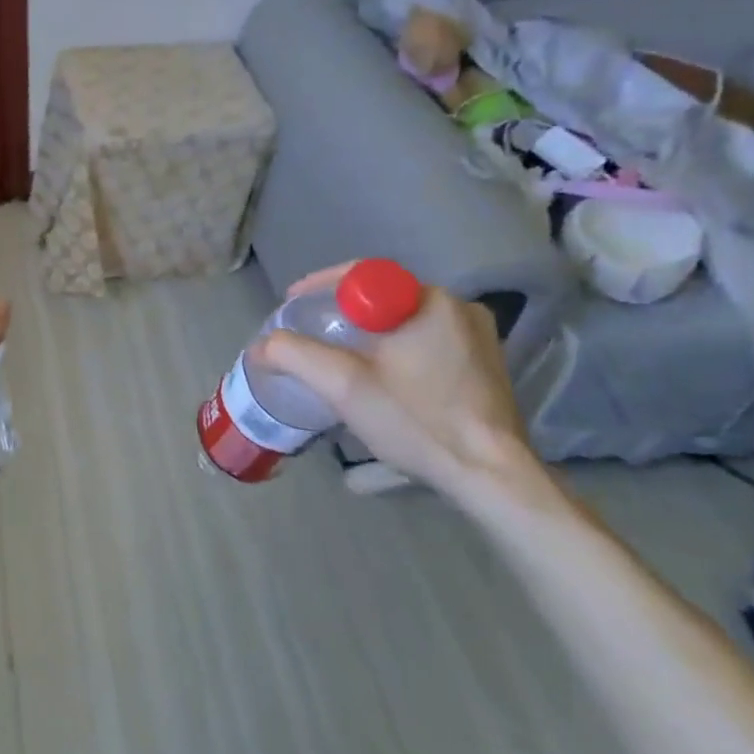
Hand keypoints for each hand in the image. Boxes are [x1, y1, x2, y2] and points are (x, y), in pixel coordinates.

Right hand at [258, 264, 554, 509]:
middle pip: (382, 297)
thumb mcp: (343, 385)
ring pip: (404, 320)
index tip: (294, 305)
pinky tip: (382, 378)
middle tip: (313, 335)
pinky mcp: (485, 365)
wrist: (491, 477)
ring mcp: (478, 337)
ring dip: (370, 334)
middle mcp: (459, 307)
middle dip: (343, 313)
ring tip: (341, 358)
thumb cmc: (417, 421)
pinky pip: (426, 340)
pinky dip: (397, 350)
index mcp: (429, 300)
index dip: (321, 286)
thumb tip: (261, 345)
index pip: (362, 275)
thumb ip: (294, 355)